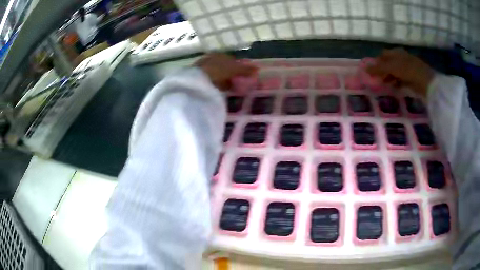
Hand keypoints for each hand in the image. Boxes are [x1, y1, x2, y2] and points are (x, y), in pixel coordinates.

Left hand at [195, 53, 257, 89]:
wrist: (196, 80)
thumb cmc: (217, 70)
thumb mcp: (234, 69)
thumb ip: (245, 69)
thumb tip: (257, 69)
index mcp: (218, 54)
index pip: (231, 60)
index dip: (237, 68)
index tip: (242, 77)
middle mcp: (209, 59)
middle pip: (222, 67)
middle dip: (230, 75)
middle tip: (236, 84)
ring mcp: (201, 68)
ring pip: (216, 75)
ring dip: (222, 81)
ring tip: (228, 90)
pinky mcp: (196, 79)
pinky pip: (209, 82)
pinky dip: (215, 86)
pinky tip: (218, 92)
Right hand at [366, 48, 434, 96]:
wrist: (425, 81)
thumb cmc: (407, 70)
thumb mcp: (391, 68)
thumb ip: (378, 68)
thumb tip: (364, 68)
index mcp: (396, 52)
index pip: (383, 55)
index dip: (377, 62)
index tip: (372, 72)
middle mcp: (401, 58)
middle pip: (389, 63)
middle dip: (383, 71)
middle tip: (378, 80)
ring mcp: (407, 67)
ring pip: (395, 71)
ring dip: (389, 77)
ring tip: (385, 85)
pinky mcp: (412, 77)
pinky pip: (401, 79)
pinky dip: (397, 82)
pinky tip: (395, 87)